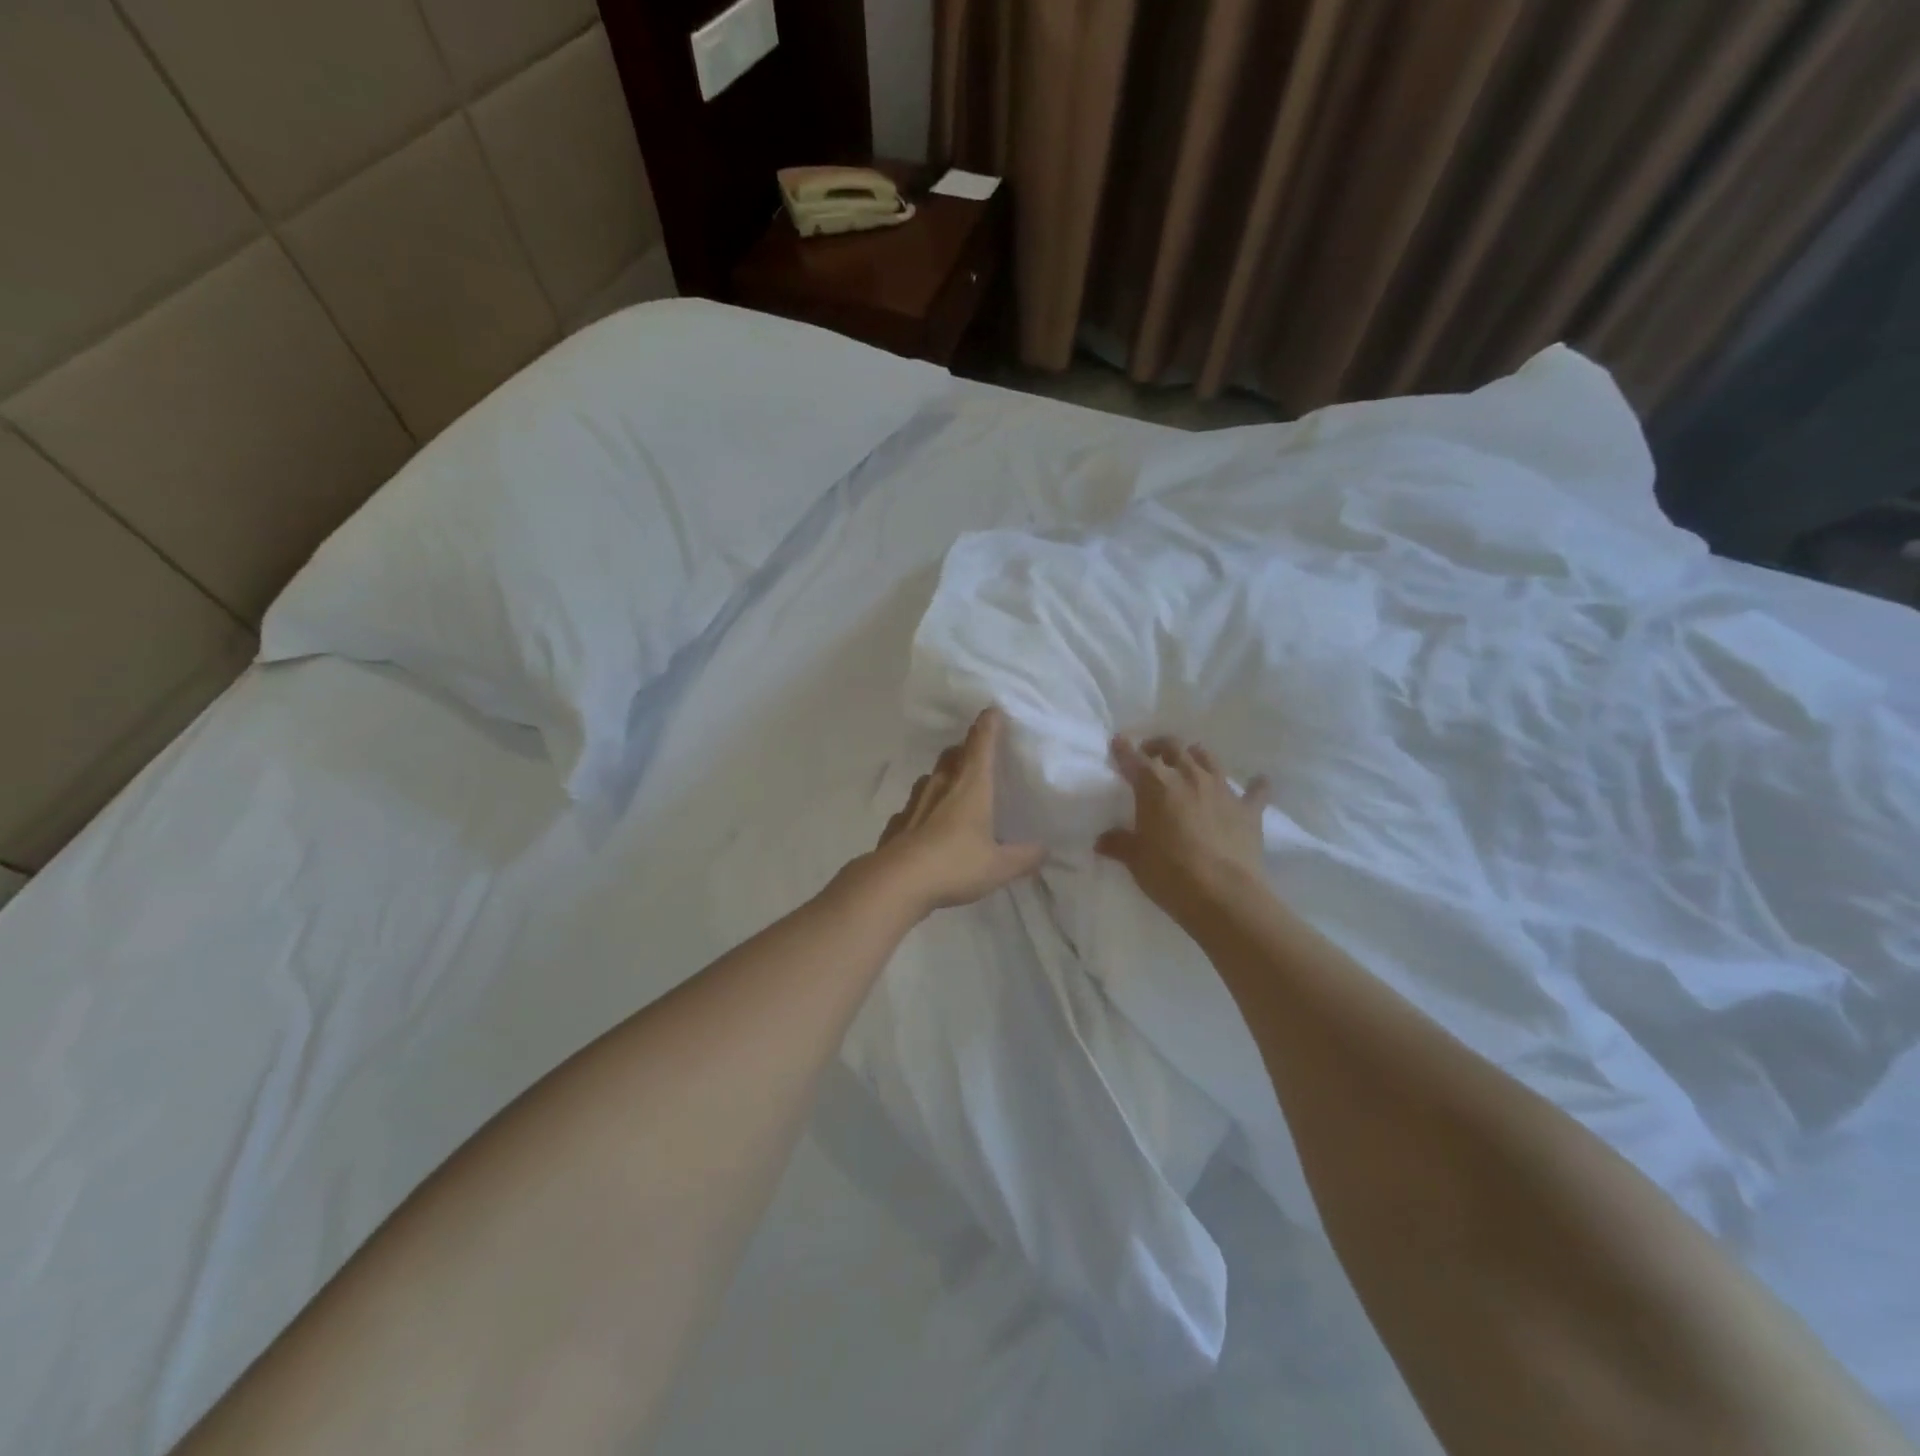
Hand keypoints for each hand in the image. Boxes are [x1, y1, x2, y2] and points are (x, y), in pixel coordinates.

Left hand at [869, 707, 1046, 916]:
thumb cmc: (955, 864)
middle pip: (953, 756)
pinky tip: (927, 825)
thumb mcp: (999, 866)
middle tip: (977, 756)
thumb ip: (1024, 857)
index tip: (993, 711)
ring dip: (943, 777)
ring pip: (931, 778)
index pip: (981, 745)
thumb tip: (1044, 849)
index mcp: (971, 786)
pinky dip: (924, 809)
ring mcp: (915, 802)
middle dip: (965, 750)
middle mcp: (942, 786)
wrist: (897, 882)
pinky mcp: (897, 823)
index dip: (988, 726)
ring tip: (954, 789)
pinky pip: (914, 807)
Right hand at [1096, 735, 1269, 920]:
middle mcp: (1189, 777)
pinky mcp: (1248, 809)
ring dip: (1196, 756)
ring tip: (1191, 762)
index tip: (1118, 742)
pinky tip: (1259, 782)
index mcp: (1156, 785)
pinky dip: (1255, 785)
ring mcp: (1222, 790)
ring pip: (1208, 758)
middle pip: (1173, 747)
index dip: (1123, 749)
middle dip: (1159, 746)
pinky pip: (1255, 791)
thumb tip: (1102, 840)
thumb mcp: (1136, 859)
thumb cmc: (1170, 873)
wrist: (1223, 895)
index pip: (1134, 759)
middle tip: (1151, 754)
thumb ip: (1119, 844)